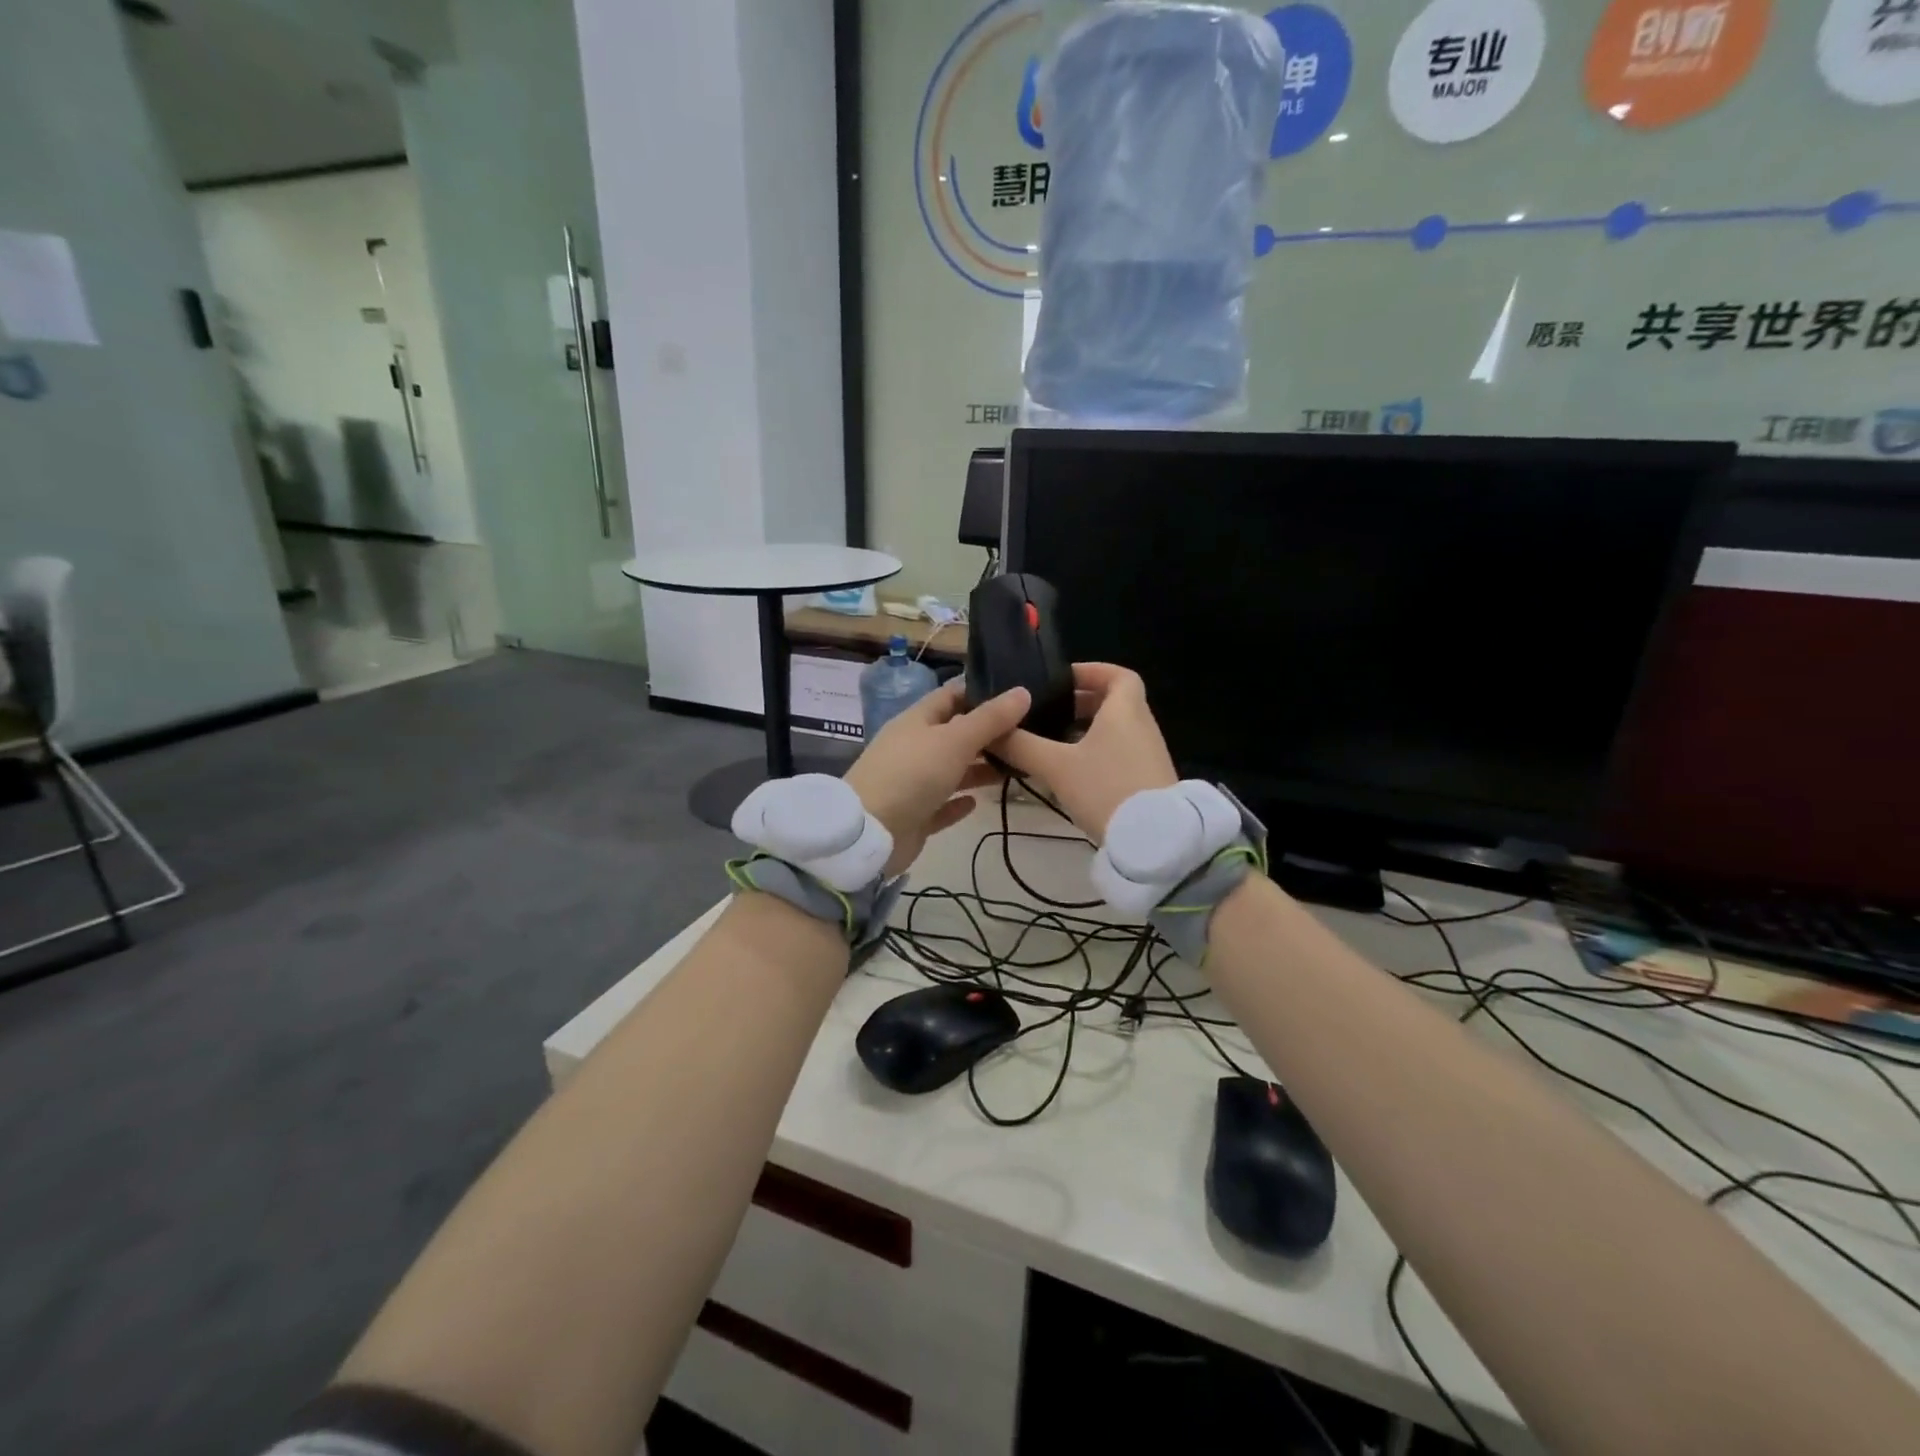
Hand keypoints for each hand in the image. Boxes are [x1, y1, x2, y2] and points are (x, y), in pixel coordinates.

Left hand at [845, 680, 1030, 875]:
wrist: (870, 834)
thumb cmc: (912, 775)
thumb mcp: (955, 740)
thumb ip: (990, 719)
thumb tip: (1023, 691)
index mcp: (917, 721)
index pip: (951, 696)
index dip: (981, 693)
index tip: (1017, 697)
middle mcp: (914, 748)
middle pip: (954, 734)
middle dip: (988, 735)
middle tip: (1029, 736)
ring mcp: (911, 783)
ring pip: (951, 770)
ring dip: (979, 769)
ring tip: (1016, 769)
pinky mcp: (914, 816)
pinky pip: (941, 804)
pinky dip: (959, 802)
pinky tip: (978, 803)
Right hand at [994, 664, 1176, 843]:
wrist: (1153, 840)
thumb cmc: (1105, 789)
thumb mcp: (1056, 767)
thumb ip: (1022, 746)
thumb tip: (991, 731)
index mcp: (1125, 711)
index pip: (1119, 675)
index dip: (1092, 671)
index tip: (1063, 679)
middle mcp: (1142, 726)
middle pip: (1116, 702)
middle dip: (1082, 703)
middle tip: (1050, 712)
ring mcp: (1149, 755)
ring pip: (1116, 730)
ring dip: (1088, 730)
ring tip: (1053, 743)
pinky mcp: (1148, 780)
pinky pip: (1121, 753)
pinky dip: (1098, 752)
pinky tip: (1073, 773)